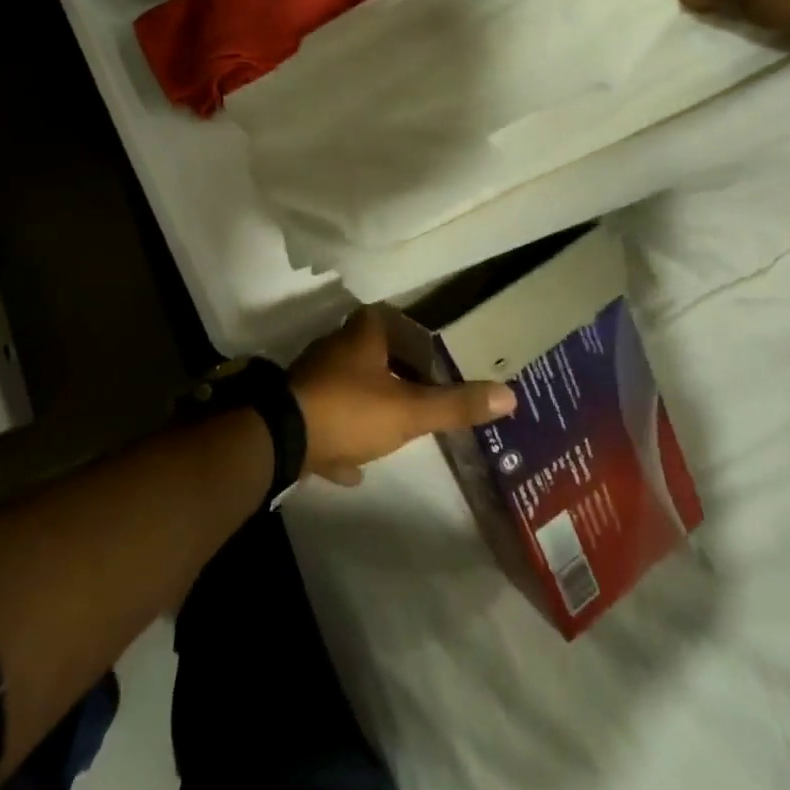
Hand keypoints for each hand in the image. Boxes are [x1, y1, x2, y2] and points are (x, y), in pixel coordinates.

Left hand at [287, 309, 516, 486]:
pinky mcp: (297, 409)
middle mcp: (337, 346)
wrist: (278, 439)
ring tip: (399, 428)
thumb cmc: (350, 409)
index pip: (400, 324)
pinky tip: (355, 465)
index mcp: (364, 333)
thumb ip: (456, 404)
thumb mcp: (410, 410)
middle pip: (376, 356)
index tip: (442, 367)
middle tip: (427, 398)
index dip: (422, 343)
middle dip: (399, 376)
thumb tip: (510, 394)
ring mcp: (314, 377)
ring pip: (352, 386)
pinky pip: (329, 420)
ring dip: (372, 405)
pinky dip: (343, 437)